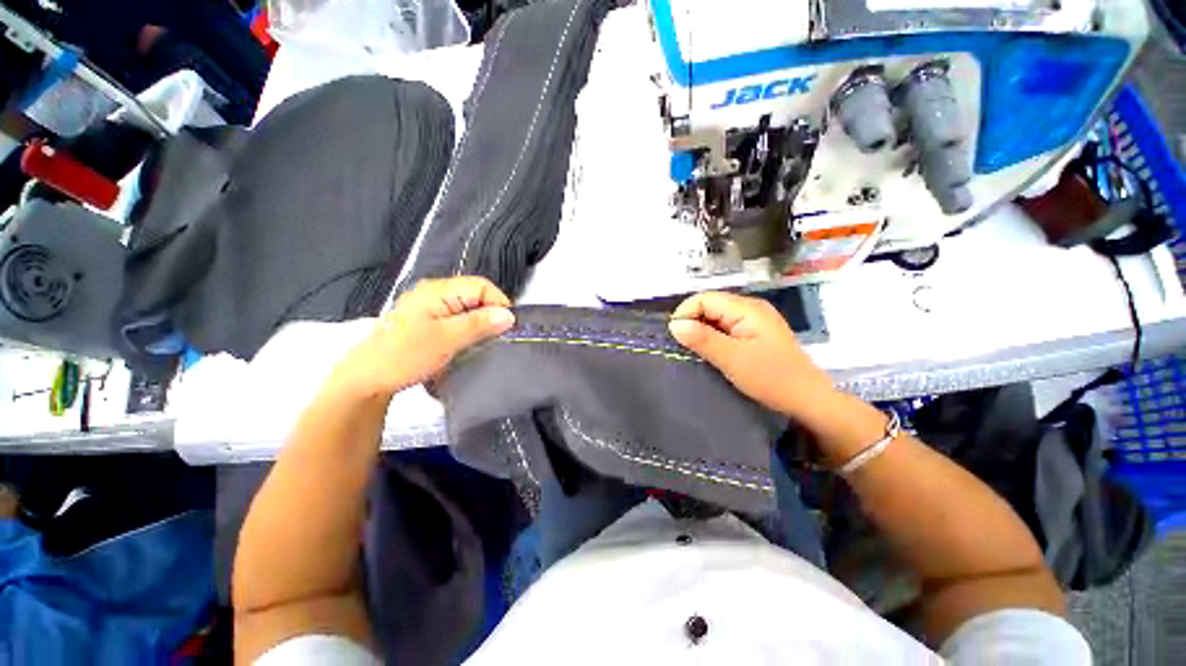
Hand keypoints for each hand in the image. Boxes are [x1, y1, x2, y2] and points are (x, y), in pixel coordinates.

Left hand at [328, 277, 514, 399]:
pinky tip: (469, 346)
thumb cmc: (406, 355)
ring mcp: (430, 308)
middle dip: (490, 315)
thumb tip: (509, 315)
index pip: (482, 286)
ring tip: (486, 344)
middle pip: (475, 296)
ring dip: (480, 325)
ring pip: (468, 309)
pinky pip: (457, 320)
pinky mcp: (428, 323)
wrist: (368, 380)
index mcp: (438, 290)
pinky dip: (468, 331)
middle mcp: (434, 293)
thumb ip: (479, 324)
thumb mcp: (447, 339)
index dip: (499, 303)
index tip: (508, 328)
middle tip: (498, 338)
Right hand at [668, 291, 833, 418]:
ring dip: (702, 332)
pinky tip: (710, 353)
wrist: (807, 400)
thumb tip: (674, 325)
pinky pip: (725, 328)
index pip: (704, 298)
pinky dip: (713, 338)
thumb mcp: (732, 359)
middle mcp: (750, 308)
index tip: (674, 336)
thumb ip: (702, 339)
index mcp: (747, 308)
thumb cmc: (771, 378)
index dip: (685, 313)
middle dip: (693, 323)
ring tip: (694, 351)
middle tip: (683, 347)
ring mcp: (754, 320)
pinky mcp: (754, 333)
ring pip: (716, 318)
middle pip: (710, 305)